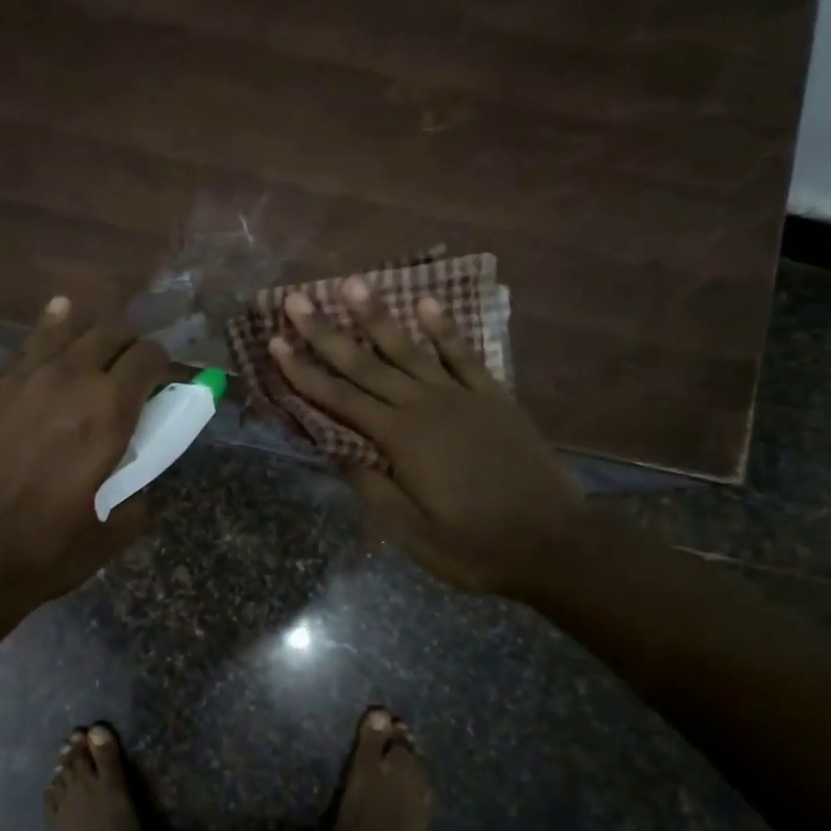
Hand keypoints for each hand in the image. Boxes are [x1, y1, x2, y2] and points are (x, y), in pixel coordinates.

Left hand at [0, 297, 169, 610]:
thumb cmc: (42, 552)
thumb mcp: (112, 532)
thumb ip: (135, 492)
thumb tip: (131, 472)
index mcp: (109, 411)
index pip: (149, 357)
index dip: (161, 365)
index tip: (159, 382)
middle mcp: (68, 379)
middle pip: (110, 332)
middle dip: (127, 346)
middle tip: (126, 370)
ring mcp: (17, 379)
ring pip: (62, 330)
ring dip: (83, 336)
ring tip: (86, 346)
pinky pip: (19, 357)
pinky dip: (40, 351)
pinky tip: (42, 355)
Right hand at [269, 278, 585, 599]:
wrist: (554, 544)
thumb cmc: (474, 546)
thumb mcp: (410, 531)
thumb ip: (371, 486)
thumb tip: (335, 450)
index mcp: (401, 440)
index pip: (340, 399)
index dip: (304, 373)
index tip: (276, 345)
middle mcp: (426, 407)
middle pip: (366, 365)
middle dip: (327, 333)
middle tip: (296, 300)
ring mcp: (462, 398)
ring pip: (410, 350)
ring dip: (379, 317)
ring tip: (352, 283)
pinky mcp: (494, 398)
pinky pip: (464, 355)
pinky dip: (444, 329)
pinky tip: (426, 303)